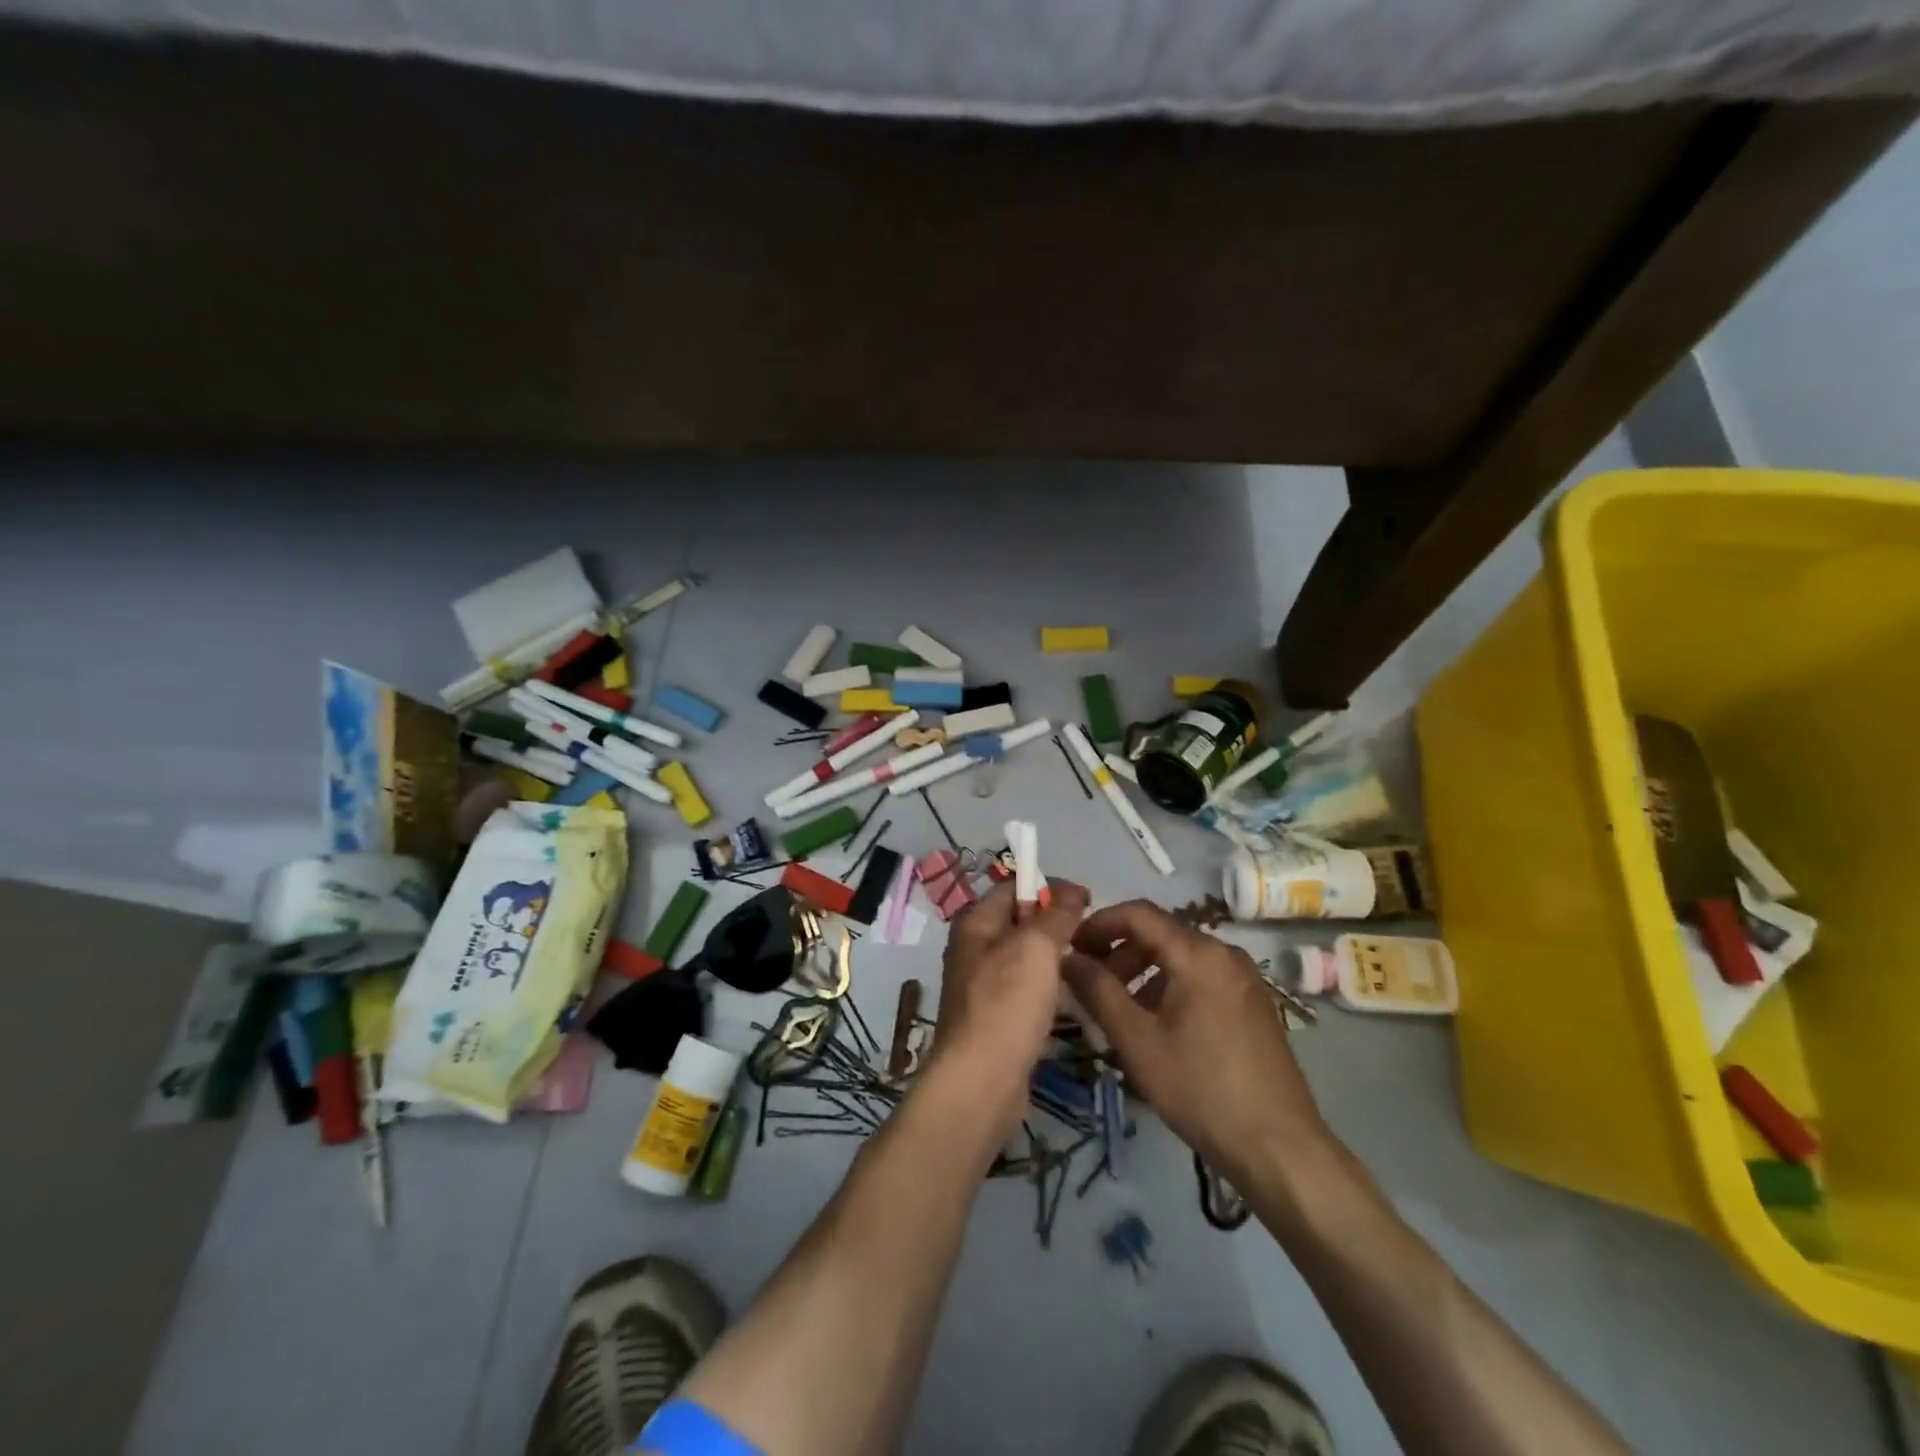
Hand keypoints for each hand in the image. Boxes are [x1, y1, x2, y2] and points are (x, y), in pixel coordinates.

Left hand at [930, 878, 1088, 1129]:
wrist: (981, 1082)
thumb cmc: (1006, 1004)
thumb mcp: (1035, 947)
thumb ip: (1055, 915)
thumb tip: (1071, 891)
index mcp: (975, 923)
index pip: (1012, 887)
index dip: (1048, 886)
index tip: (1087, 899)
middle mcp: (973, 949)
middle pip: (1019, 922)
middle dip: (1055, 922)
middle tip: (1092, 933)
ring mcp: (982, 986)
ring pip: (1024, 957)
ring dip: (1054, 957)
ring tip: (1088, 963)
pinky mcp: (995, 1018)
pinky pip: (1025, 989)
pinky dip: (1047, 987)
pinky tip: (1070, 997)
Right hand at [1064, 900, 1337, 1188]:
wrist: (1279, 1148)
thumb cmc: (1201, 1088)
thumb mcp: (1137, 1040)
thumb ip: (1097, 990)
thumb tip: (1066, 956)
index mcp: (1198, 953)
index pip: (1137, 914)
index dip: (1098, 924)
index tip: (1069, 947)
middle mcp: (1225, 954)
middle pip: (1159, 935)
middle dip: (1118, 952)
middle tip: (1087, 984)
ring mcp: (1244, 980)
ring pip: (1179, 959)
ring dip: (1141, 973)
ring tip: (1116, 1010)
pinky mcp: (1253, 1005)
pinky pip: (1200, 979)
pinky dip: (1168, 988)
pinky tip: (1155, 1026)